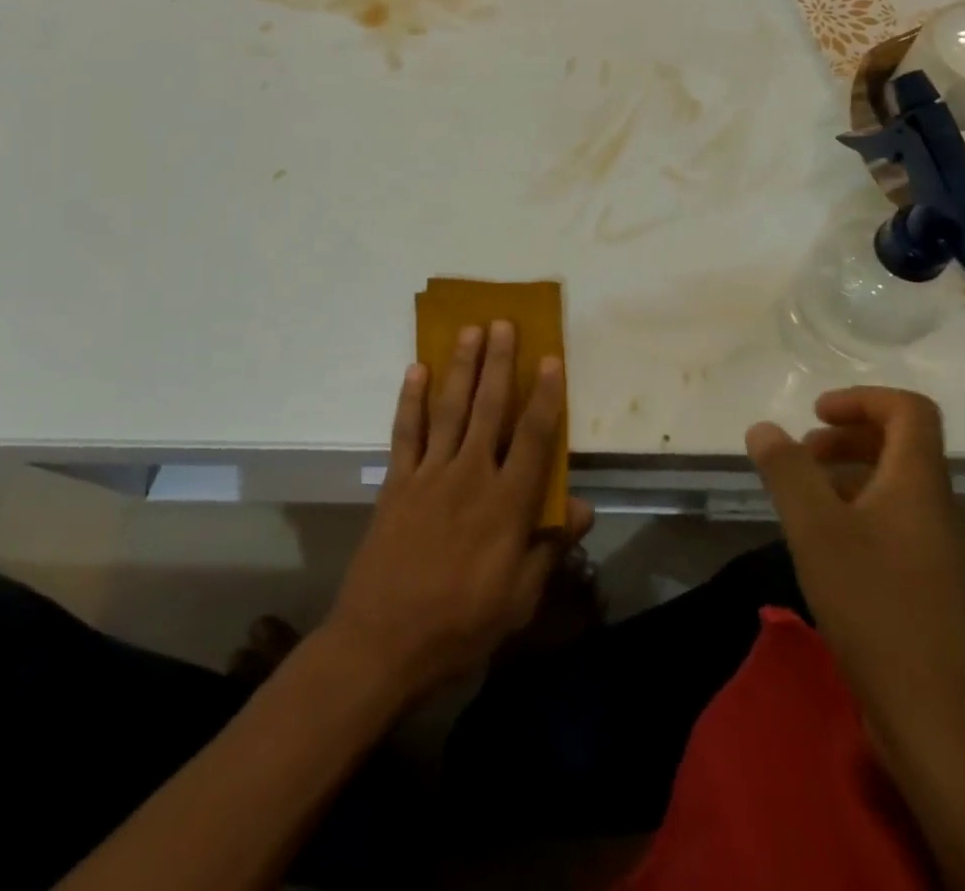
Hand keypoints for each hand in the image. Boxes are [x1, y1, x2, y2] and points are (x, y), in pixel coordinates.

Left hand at [325, 323, 593, 703]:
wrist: (383, 643)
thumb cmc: (460, 626)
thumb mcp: (518, 600)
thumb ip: (548, 547)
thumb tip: (581, 506)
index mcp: (505, 505)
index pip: (533, 438)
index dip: (546, 396)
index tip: (551, 359)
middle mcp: (469, 476)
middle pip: (490, 408)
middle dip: (500, 363)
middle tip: (505, 323)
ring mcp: (429, 474)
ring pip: (450, 408)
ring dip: (461, 367)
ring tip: (470, 330)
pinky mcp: (396, 482)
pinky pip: (405, 431)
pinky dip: (410, 399)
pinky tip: (416, 369)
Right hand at [746, 388, 964, 737]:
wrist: (936, 718)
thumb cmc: (874, 604)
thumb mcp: (814, 528)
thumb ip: (786, 469)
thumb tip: (764, 428)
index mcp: (919, 483)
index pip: (910, 410)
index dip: (862, 399)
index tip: (815, 415)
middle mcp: (939, 508)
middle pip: (902, 445)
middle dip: (847, 436)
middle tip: (801, 454)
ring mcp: (941, 550)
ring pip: (896, 486)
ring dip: (849, 474)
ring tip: (804, 498)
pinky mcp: (932, 586)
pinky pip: (896, 523)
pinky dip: (858, 512)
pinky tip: (825, 545)